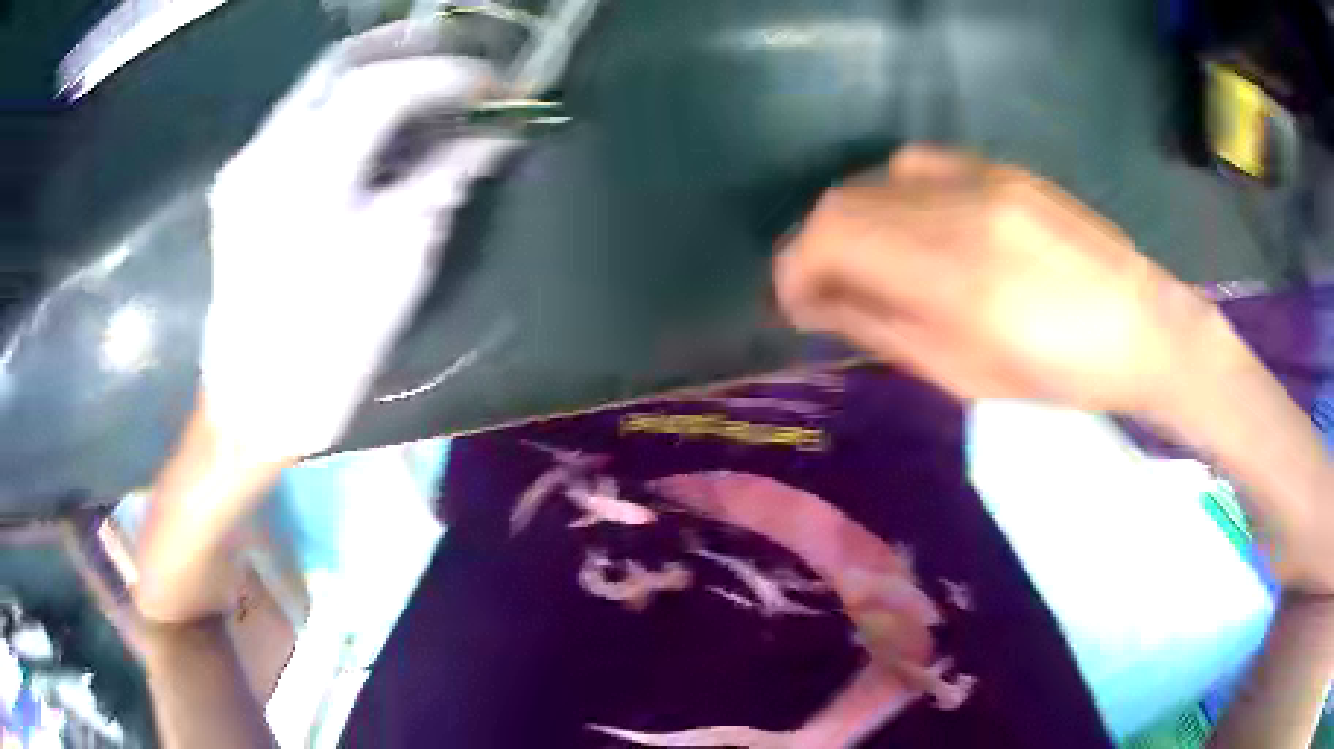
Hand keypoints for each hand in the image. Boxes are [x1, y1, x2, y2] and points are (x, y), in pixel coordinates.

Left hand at [203, 20, 519, 460]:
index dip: (446, 74)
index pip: (382, 86)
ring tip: (426, 86)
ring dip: (375, 76)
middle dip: (405, 52)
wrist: (252, 406)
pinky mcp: (238, 186)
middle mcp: (265, 152)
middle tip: (458, 61)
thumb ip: (442, 182)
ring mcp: (245, 166)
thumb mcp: (396, 264)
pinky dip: (343, 109)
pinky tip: (373, 127)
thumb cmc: (326, 349)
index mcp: (305, 176)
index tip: (494, 84)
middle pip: (339, 65)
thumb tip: (492, 138)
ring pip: (315, 88)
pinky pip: (297, 122)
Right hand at [774, 146, 1227, 415]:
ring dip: (854, 221)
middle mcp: (958, 206)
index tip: (795, 304)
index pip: (831, 237)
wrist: (1141, 326)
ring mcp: (982, 177)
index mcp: (954, 273)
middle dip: (815, 246)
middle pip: (844, 200)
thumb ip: (884, 328)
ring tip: (869, 264)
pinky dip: (893, 200)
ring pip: (877, 179)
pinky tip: (914, 233)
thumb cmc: (1059, 373)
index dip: (794, 268)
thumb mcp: (964, 374)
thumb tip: (820, 303)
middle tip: (825, 290)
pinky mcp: (1001, 168)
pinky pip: (918, 168)